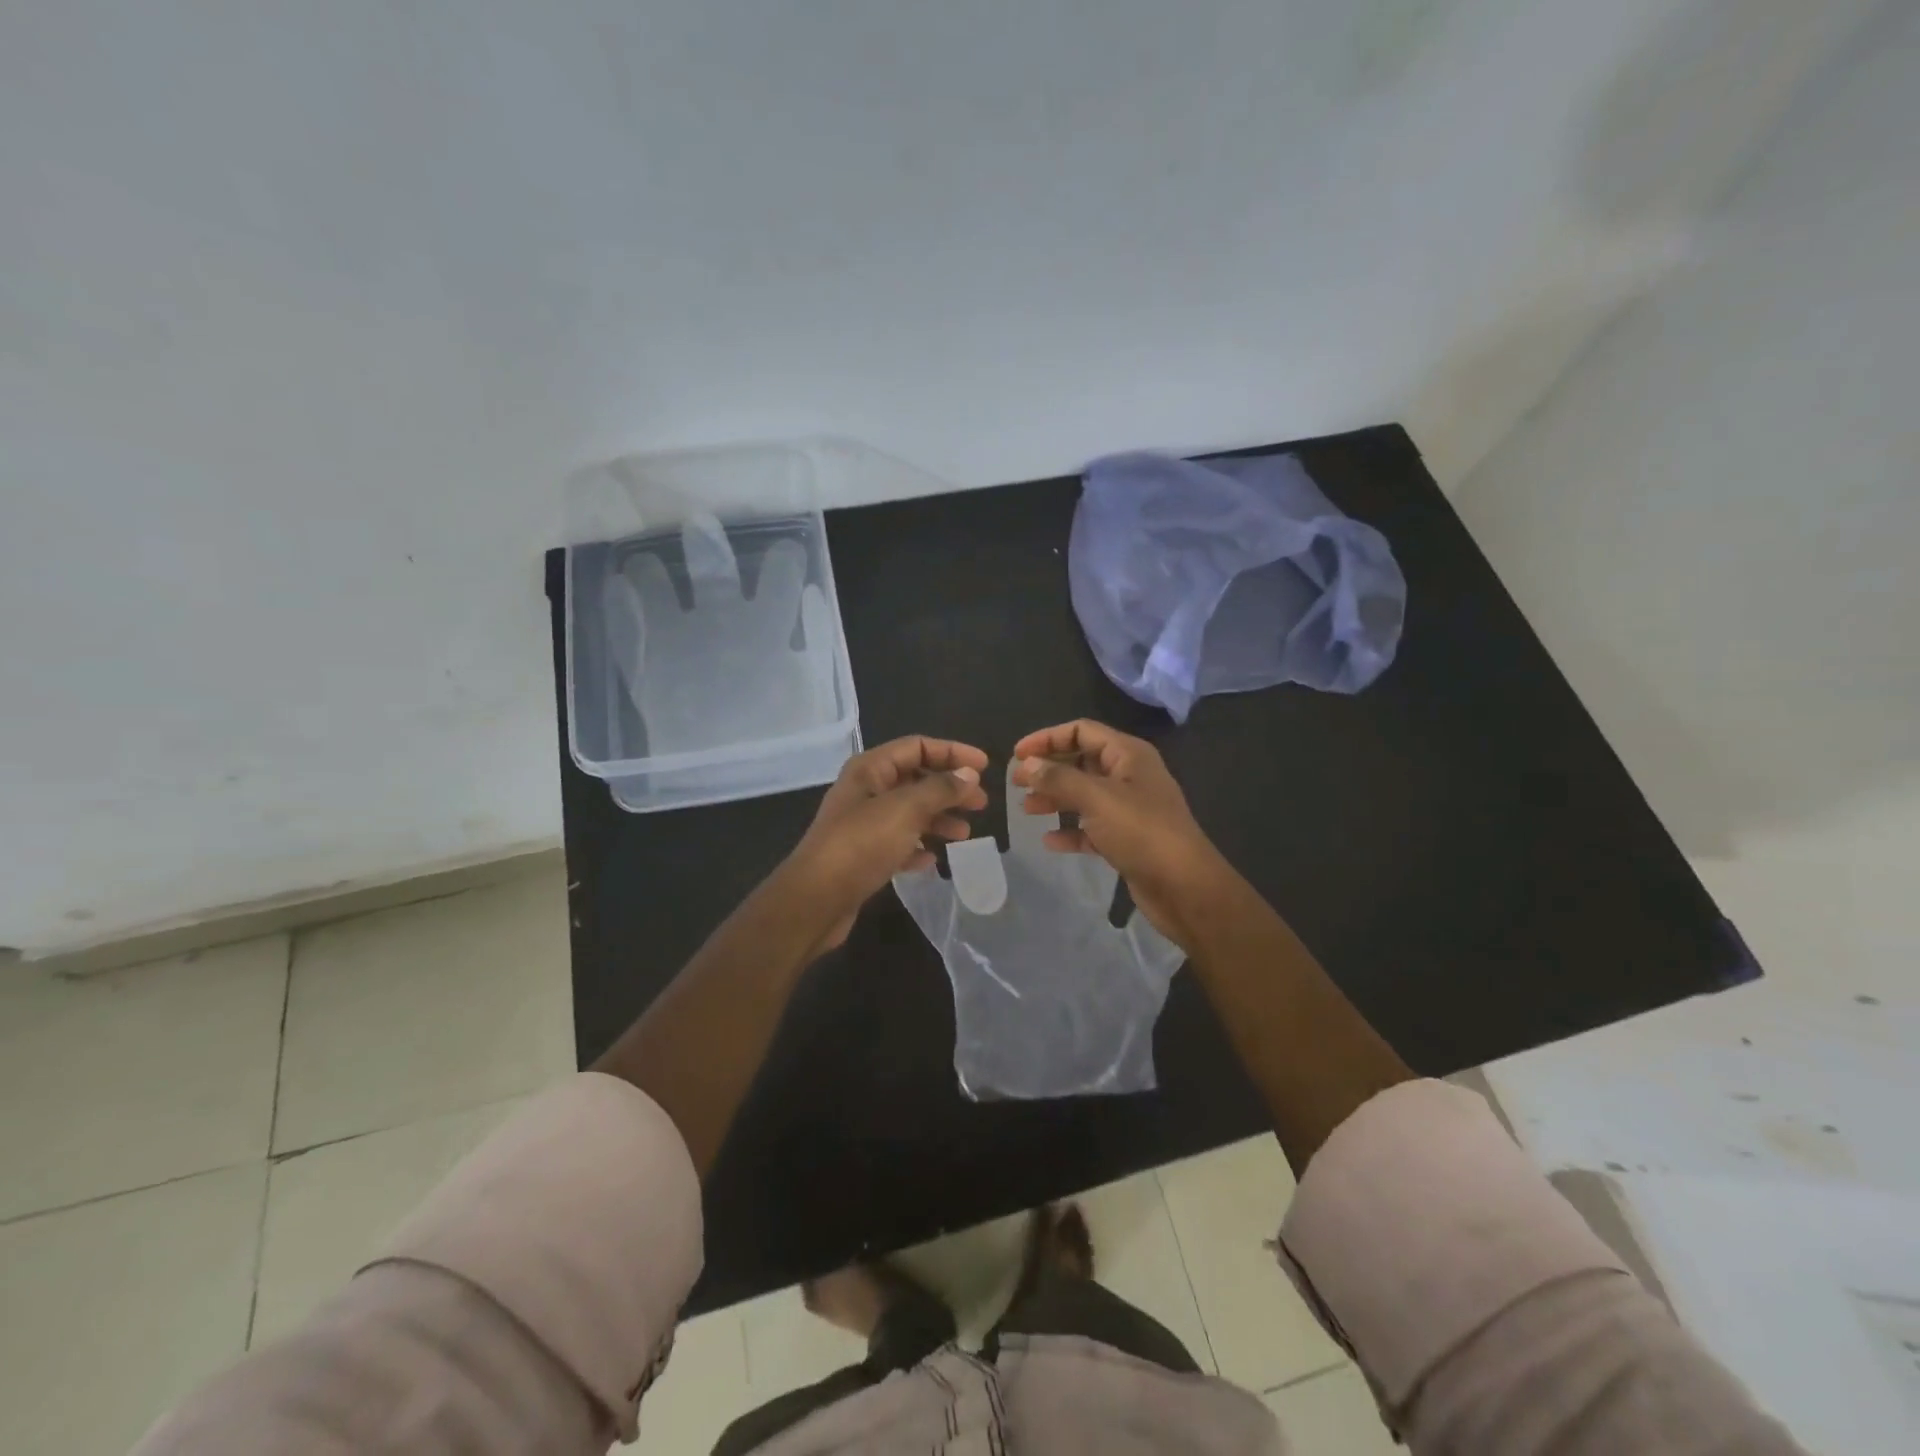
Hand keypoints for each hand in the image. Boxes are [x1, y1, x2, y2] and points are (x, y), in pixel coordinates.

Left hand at [782, 735, 989, 955]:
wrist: (816, 899)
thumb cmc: (861, 844)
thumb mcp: (906, 809)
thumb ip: (941, 789)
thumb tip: (969, 775)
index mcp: (870, 769)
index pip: (917, 746)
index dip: (952, 752)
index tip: (985, 767)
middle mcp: (866, 791)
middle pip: (916, 779)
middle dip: (950, 788)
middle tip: (981, 804)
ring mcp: (863, 824)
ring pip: (910, 812)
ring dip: (938, 818)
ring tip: (965, 834)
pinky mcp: (863, 856)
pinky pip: (898, 843)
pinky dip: (918, 846)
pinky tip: (932, 859)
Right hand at [1011, 719, 1233, 949]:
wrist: (1185, 888)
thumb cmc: (1142, 832)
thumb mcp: (1097, 798)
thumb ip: (1059, 779)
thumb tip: (1028, 765)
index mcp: (1129, 755)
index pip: (1082, 731)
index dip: (1047, 738)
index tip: (1017, 755)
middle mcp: (1130, 776)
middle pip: (1081, 762)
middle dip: (1049, 770)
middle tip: (1016, 783)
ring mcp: (1130, 809)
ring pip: (1084, 795)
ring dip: (1055, 799)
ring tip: (1026, 809)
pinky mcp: (1127, 840)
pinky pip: (1092, 828)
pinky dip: (1071, 830)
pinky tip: (1049, 840)